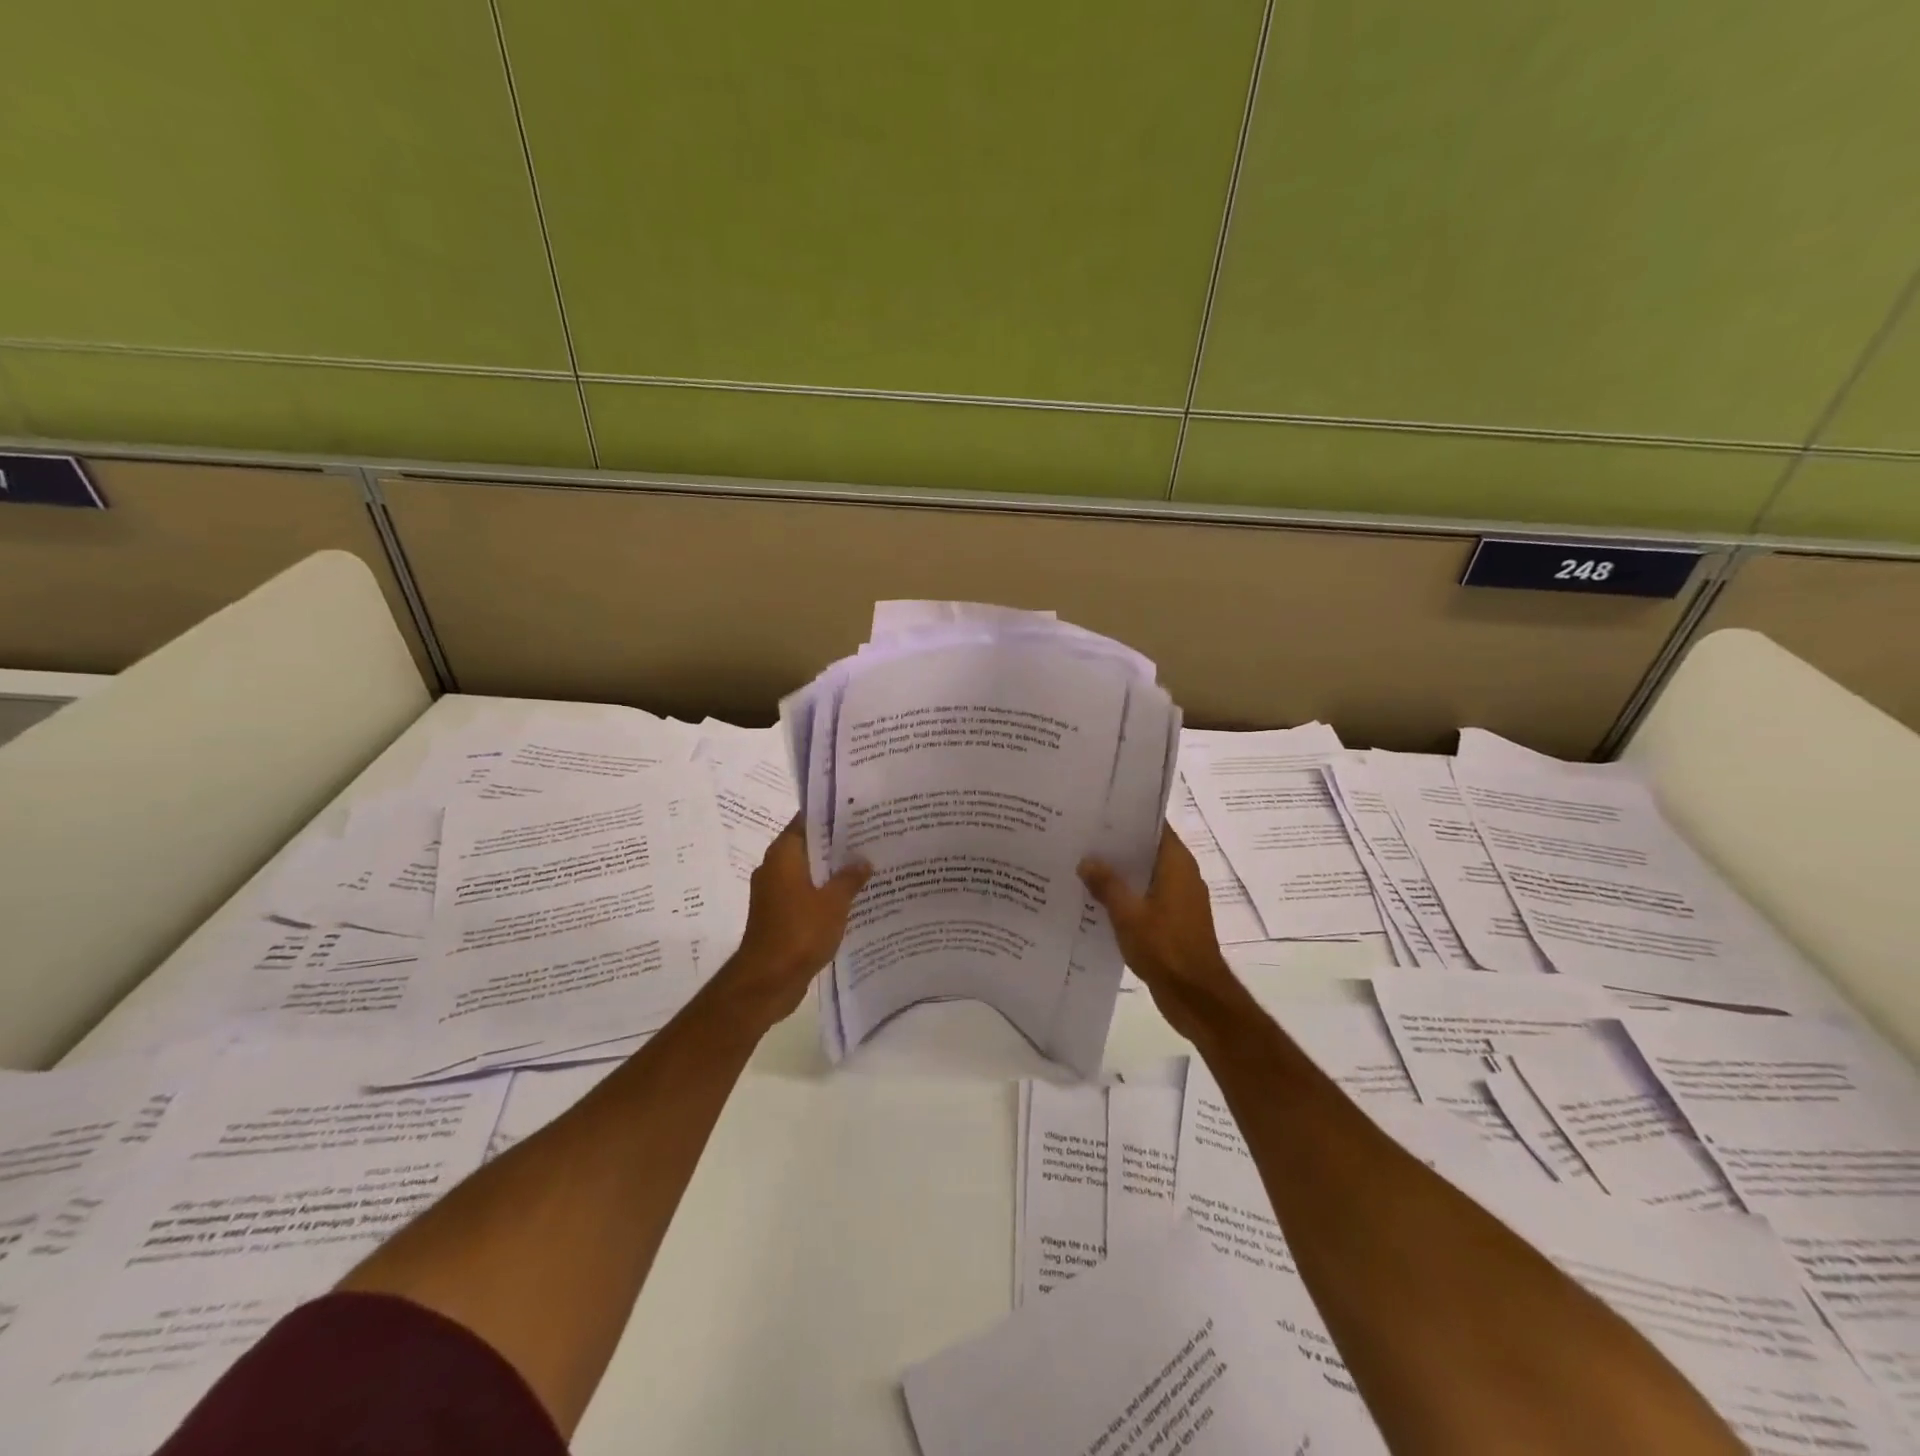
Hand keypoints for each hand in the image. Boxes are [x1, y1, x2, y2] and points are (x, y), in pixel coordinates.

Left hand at [718, 819, 870, 1025]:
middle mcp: (774, 868)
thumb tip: (863, 861)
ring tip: (867, 867)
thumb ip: (850, 878)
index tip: (858, 811)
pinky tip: (851, 898)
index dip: (831, 815)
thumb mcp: (834, 902)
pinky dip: (824, 893)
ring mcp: (774, 893)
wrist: (768, 981)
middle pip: (808, 846)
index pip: (806, 821)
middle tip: (870, 838)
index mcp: (783, 855)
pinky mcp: (778, 915)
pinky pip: (805, 894)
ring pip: (808, 872)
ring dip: (832, 871)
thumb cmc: (800, 932)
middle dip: (837, 844)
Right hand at [1080, 826, 1248, 1043]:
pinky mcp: (1175, 921)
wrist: (1195, 996)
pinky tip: (1099, 900)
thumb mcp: (1127, 914)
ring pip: (1147, 875)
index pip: (1155, 827)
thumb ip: (1106, 884)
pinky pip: (1148, 897)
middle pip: (1148, 850)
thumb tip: (1087, 860)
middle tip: (1084, 838)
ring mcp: (1181, 900)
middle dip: (1119, 846)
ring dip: (1122, 873)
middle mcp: (1183, 876)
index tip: (1100, 813)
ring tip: (1085, 866)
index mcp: (1177, 864)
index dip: (1129, 817)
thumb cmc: (1164, 947)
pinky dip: (1128, 895)